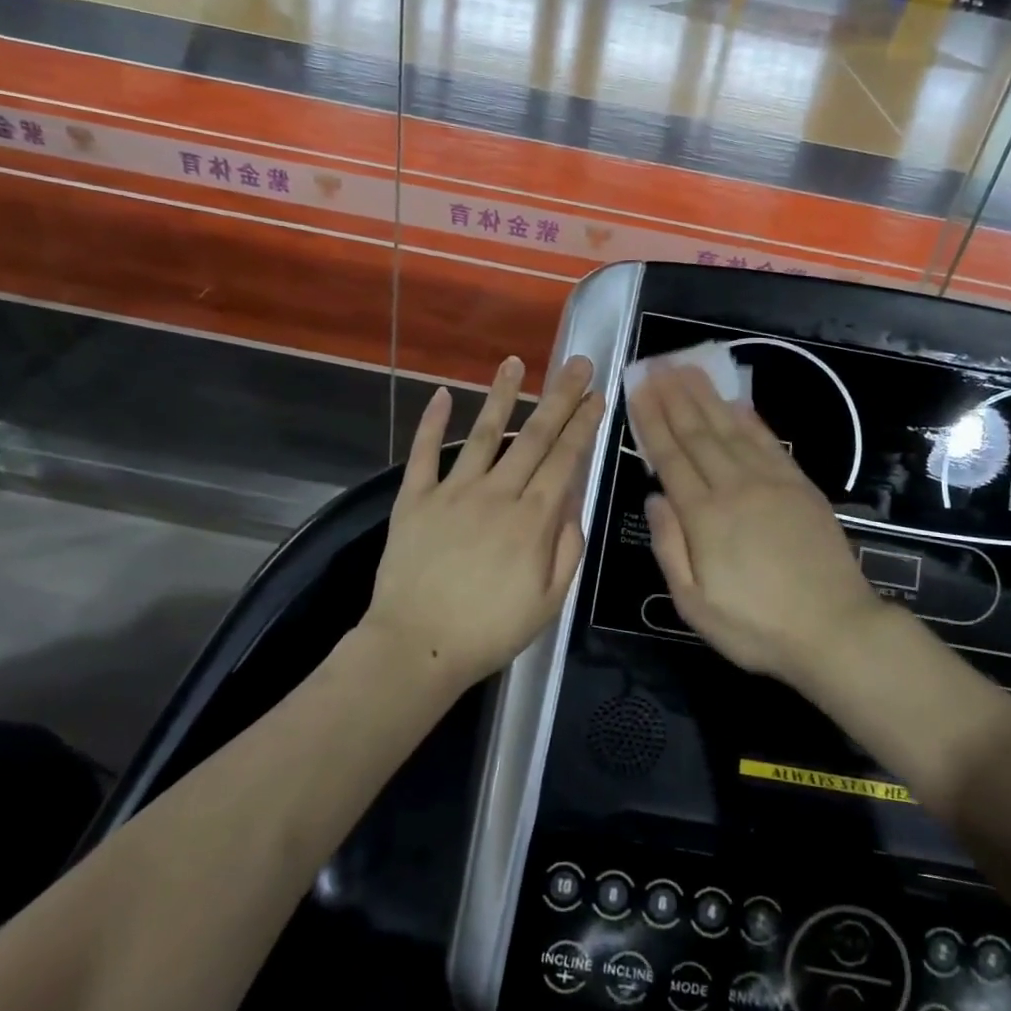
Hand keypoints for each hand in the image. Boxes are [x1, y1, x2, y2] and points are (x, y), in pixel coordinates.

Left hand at [363, 354, 604, 690]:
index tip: (596, 395)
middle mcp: (497, 493)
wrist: (417, 647)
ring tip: (515, 362)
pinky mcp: (415, 499)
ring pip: (484, 433)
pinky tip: (442, 394)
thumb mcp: (550, 601)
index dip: (583, 424)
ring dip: (501, 395)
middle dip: (558, 396)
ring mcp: (453, 491)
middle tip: (575, 362)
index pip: (565, 459)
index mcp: (533, 519)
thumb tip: (573, 500)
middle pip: (534, 436)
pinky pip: (424, 453)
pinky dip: (432, 422)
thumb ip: (567, 547)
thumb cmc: (490, 631)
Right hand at [627, 362, 895, 688]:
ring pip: (730, 429)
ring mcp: (771, 483)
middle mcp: (734, 488)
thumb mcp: (694, 604)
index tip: (638, 388)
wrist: (835, 631)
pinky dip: (749, 418)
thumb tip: (653, 497)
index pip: (670, 457)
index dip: (651, 420)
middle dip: (674, 396)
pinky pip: (768, 442)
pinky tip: (735, 402)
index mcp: (704, 517)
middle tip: (656, 364)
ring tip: (687, 369)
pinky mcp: (800, 486)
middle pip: (697, 433)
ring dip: (706, 397)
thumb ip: (670, 547)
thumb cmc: (756, 627)